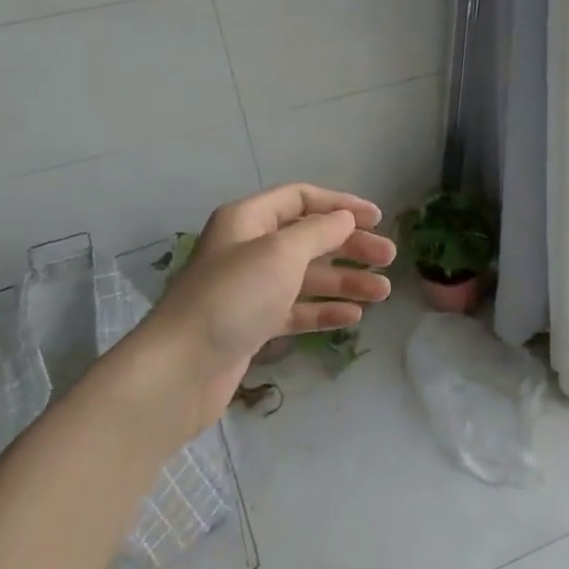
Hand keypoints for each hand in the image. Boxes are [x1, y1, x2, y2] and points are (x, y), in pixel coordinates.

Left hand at [120, 184, 395, 436]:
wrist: (180, 370)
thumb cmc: (233, 297)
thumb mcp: (282, 253)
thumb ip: (320, 231)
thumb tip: (345, 219)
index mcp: (248, 220)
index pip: (301, 199)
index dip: (341, 205)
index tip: (377, 219)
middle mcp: (249, 249)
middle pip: (309, 239)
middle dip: (351, 247)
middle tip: (389, 259)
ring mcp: (250, 289)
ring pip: (307, 276)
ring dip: (345, 281)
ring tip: (382, 292)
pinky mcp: (252, 325)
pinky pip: (296, 309)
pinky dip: (324, 310)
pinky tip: (353, 317)